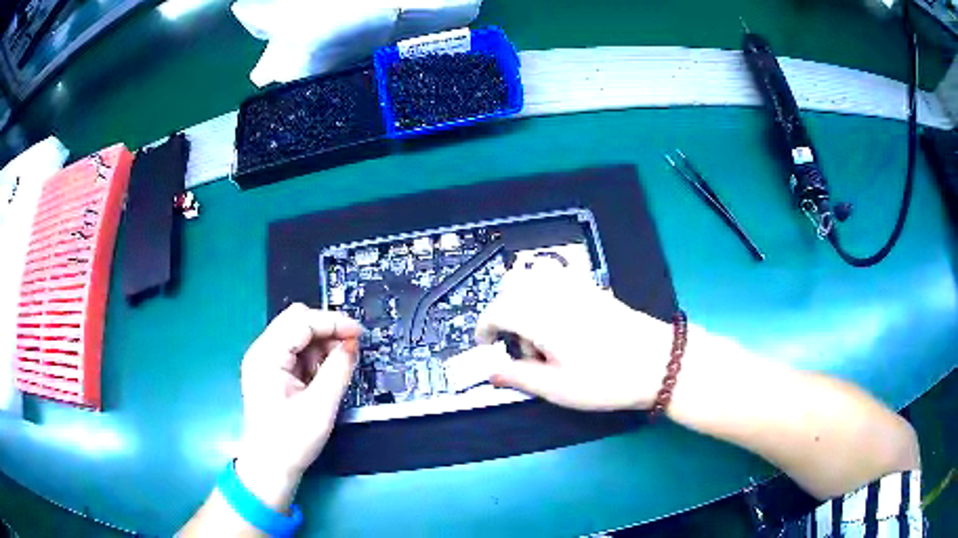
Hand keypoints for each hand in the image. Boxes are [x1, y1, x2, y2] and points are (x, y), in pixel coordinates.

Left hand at [235, 303, 361, 509]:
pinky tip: (322, 376)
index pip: (301, 321)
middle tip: (349, 350)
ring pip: (297, 334)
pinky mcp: (270, 371)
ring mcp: (264, 360)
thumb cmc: (292, 440)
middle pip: (297, 321)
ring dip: (320, 345)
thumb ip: (338, 370)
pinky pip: (295, 351)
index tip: (359, 334)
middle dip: (326, 330)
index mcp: (267, 356)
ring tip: (335, 370)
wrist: (270, 467)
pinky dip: (313, 357)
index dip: (333, 322)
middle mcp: (262, 351)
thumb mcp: (320, 406)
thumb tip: (352, 344)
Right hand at [475, 266, 672, 411]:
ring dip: (525, 301)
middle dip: (505, 315)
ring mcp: (577, 287)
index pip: (498, 310)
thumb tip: (490, 371)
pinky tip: (563, 321)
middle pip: (512, 289)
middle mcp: (555, 294)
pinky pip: (557, 277)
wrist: (658, 362)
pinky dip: (546, 292)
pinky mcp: (593, 288)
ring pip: (534, 278)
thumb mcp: (557, 388)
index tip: (488, 346)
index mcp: (541, 317)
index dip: (485, 327)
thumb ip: (519, 377)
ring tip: (543, 336)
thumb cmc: (605, 380)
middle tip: (523, 349)